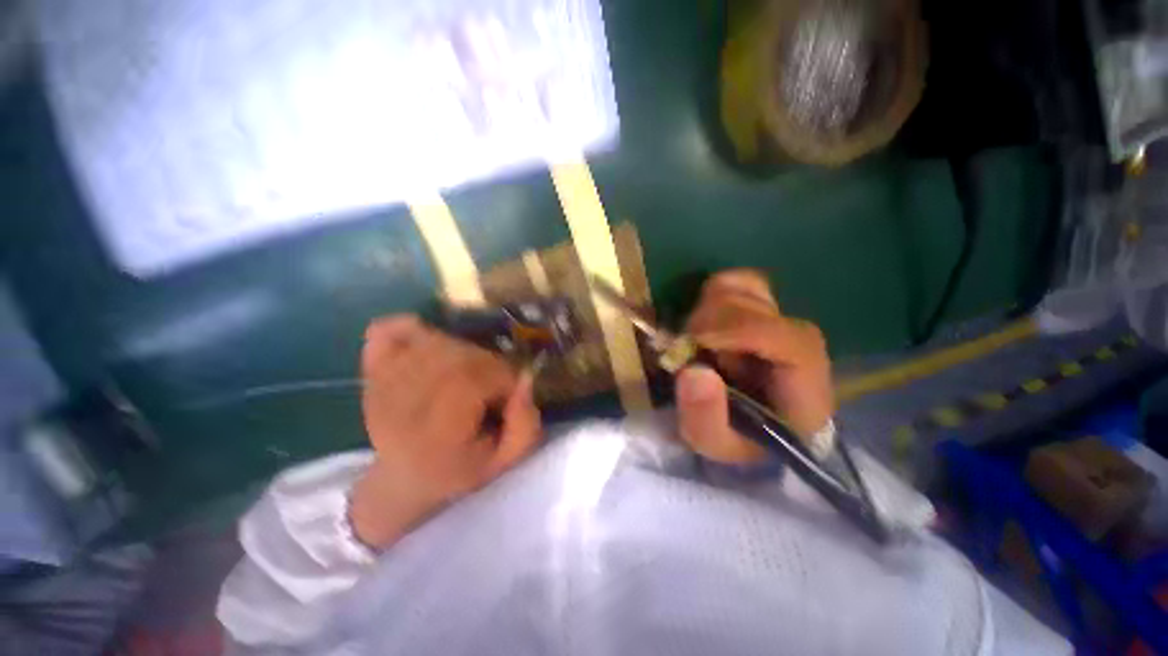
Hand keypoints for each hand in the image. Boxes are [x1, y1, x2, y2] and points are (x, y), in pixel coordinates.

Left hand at [349, 315, 540, 548]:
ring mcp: (382, 384)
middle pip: (460, 356)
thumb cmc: (457, 472)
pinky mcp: (371, 372)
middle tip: (488, 388)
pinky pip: (386, 331)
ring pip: (436, 342)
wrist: (402, 479)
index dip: (504, 380)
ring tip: (465, 376)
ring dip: (462, 352)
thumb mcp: (502, 462)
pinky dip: (409, 328)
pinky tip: (427, 343)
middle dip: (488, 366)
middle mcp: (406, 404)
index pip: (479, 378)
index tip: (506, 398)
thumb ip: (526, 426)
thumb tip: (526, 379)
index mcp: (438, 432)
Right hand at [675, 270, 833, 463]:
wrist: (749, 423)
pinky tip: (706, 325)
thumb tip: (694, 372)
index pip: (791, 341)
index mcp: (806, 386)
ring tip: (701, 344)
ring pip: (745, 287)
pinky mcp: (762, 306)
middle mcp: (802, 343)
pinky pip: (735, 281)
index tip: (695, 340)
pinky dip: (712, 296)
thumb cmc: (736, 436)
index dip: (739, 331)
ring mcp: (782, 318)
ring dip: (709, 313)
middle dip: (711, 327)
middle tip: (691, 353)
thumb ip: (704, 418)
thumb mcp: (713, 444)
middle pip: (759, 309)